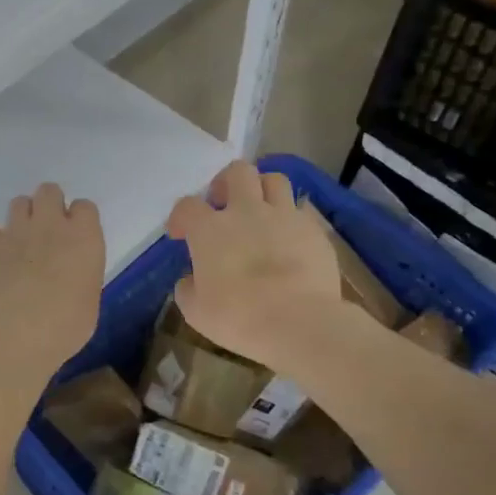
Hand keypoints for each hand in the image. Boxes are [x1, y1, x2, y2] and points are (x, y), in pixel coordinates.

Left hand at [0, 183, 104, 371]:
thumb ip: (80, 276)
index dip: (78, 220)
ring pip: (18, 203)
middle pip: (48, 191)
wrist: (16, 332)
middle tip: (45, 234)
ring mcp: (15, 230)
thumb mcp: (88, 301)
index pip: (85, 207)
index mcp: (84, 237)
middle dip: (47, 206)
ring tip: (18, 246)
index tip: (74, 239)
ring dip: (20, 219)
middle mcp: (50, 224)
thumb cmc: (65, 326)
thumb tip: (68, 276)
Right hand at [167, 161, 345, 372]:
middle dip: (227, 183)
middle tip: (224, 205)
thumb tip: (191, 280)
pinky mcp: (314, 230)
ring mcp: (284, 216)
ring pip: (274, 180)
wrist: (298, 322)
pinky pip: (300, 211)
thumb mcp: (196, 311)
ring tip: (260, 211)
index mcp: (210, 230)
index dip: (181, 217)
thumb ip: (188, 288)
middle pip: (237, 172)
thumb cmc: (238, 317)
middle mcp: (246, 211)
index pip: (187, 206)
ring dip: (263, 190)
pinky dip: (290, 219)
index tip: (181, 235)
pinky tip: (288, 238)